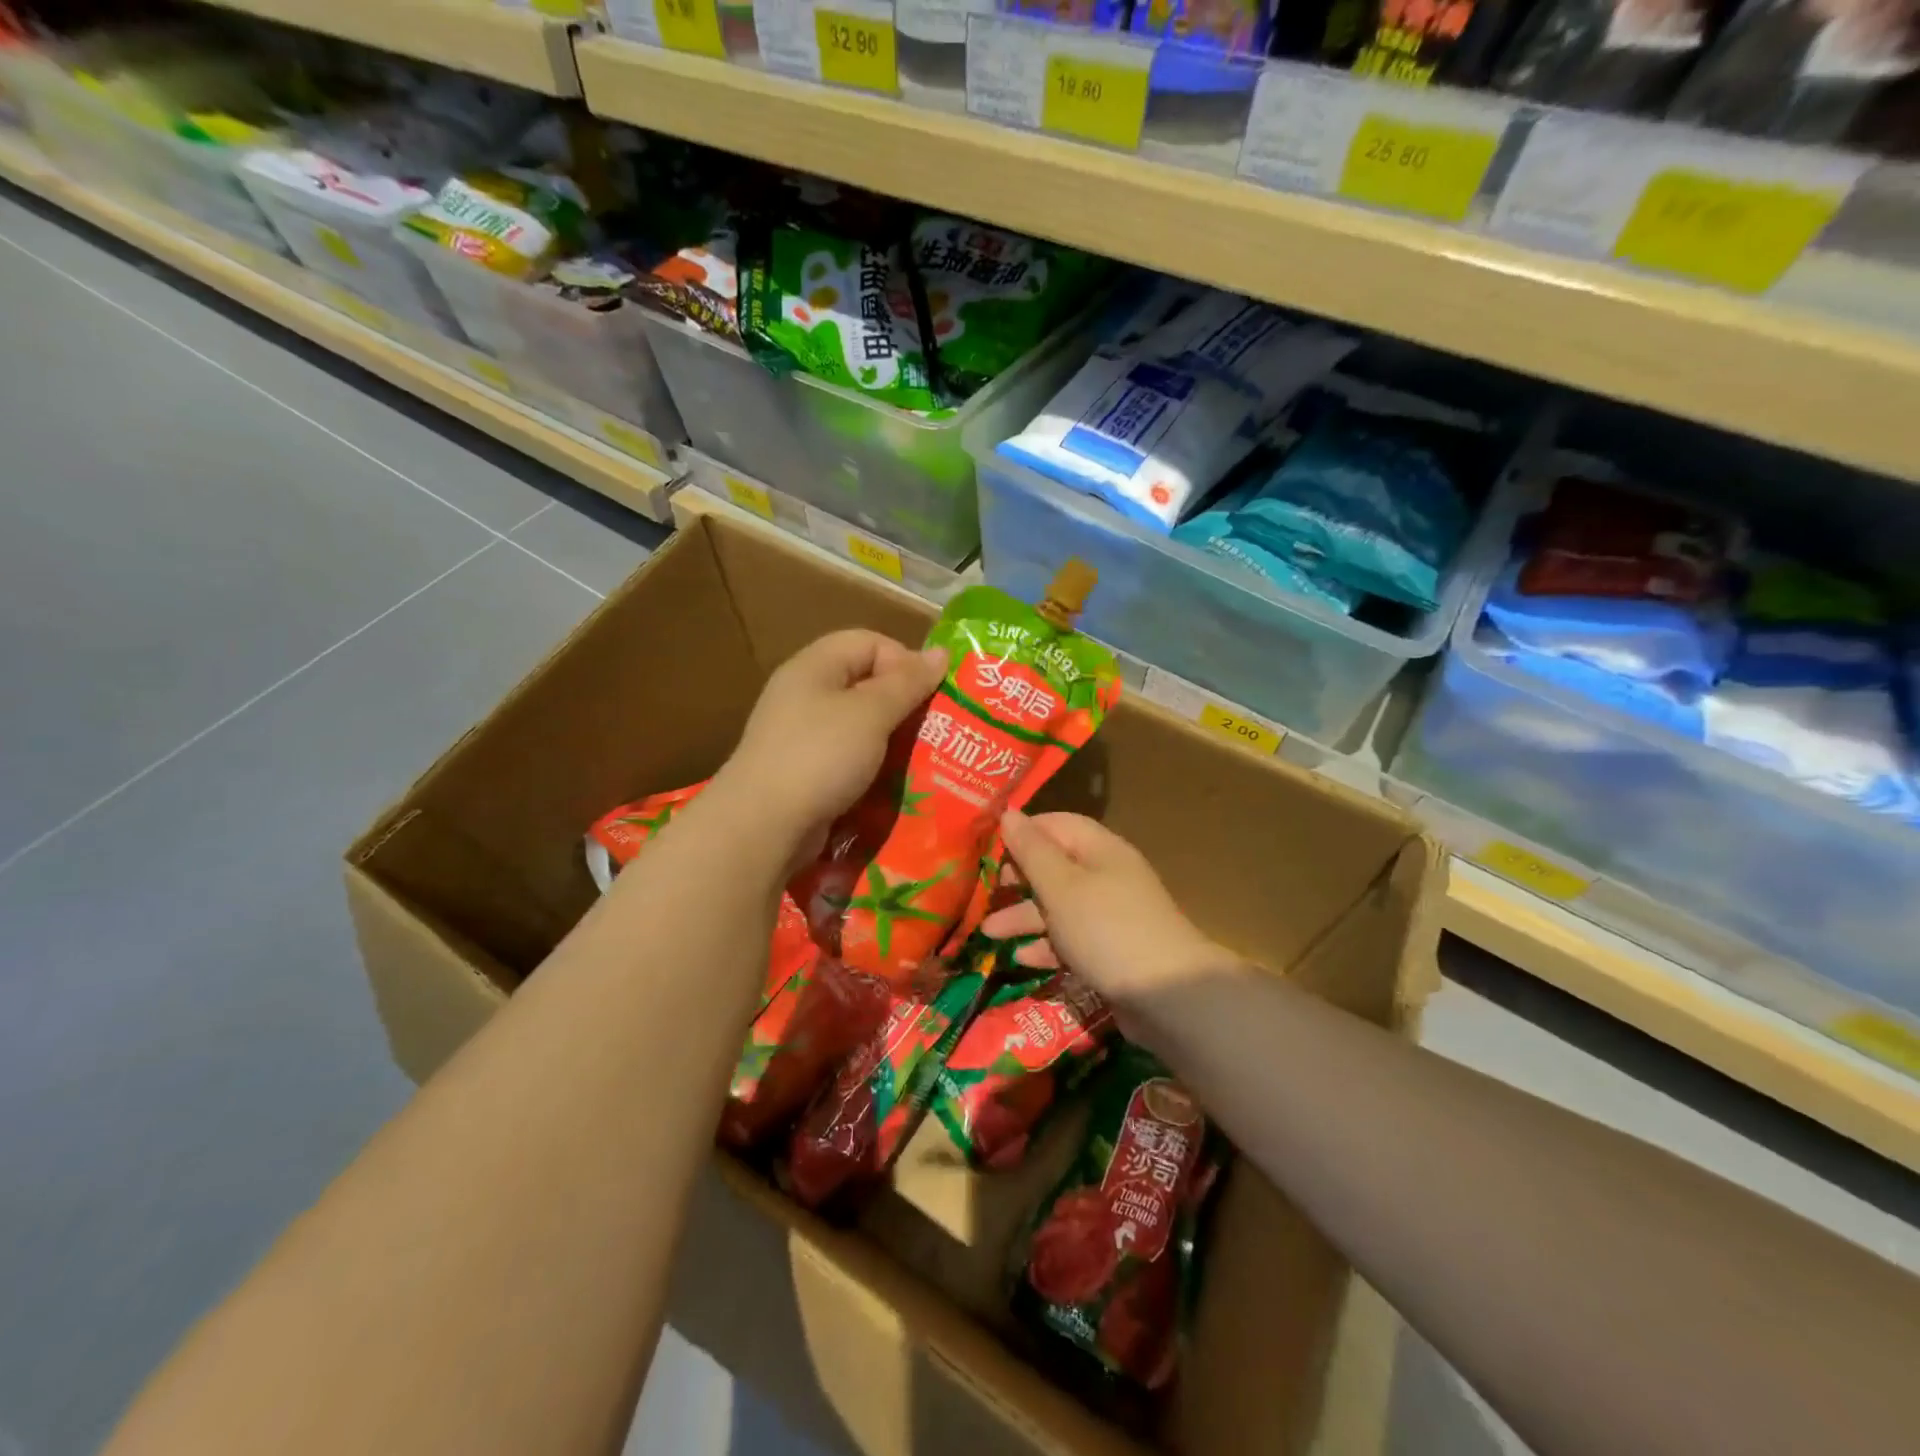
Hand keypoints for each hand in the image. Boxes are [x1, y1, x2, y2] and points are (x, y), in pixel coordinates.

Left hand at [719, 630, 946, 862]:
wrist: (763, 826)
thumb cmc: (820, 757)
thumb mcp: (871, 713)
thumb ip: (907, 683)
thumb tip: (941, 653)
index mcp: (814, 667)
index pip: (869, 643)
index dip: (904, 661)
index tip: (932, 694)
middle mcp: (805, 695)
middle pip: (865, 684)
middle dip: (904, 704)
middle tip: (936, 729)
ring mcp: (801, 736)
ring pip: (860, 725)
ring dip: (892, 740)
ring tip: (923, 759)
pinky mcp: (804, 773)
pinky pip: (848, 759)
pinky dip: (873, 767)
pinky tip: (894, 785)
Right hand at [982, 810, 1226, 1011]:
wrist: (1168, 996)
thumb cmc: (1107, 929)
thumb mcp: (1061, 886)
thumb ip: (1032, 851)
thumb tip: (1008, 814)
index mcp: (1100, 850)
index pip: (1056, 825)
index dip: (1022, 832)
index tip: (986, 846)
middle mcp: (1106, 876)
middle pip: (1054, 867)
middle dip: (1017, 878)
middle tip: (985, 890)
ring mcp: (1110, 916)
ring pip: (1058, 907)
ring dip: (1023, 917)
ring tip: (987, 933)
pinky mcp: (1110, 952)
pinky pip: (1070, 940)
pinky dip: (1046, 946)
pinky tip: (1020, 957)